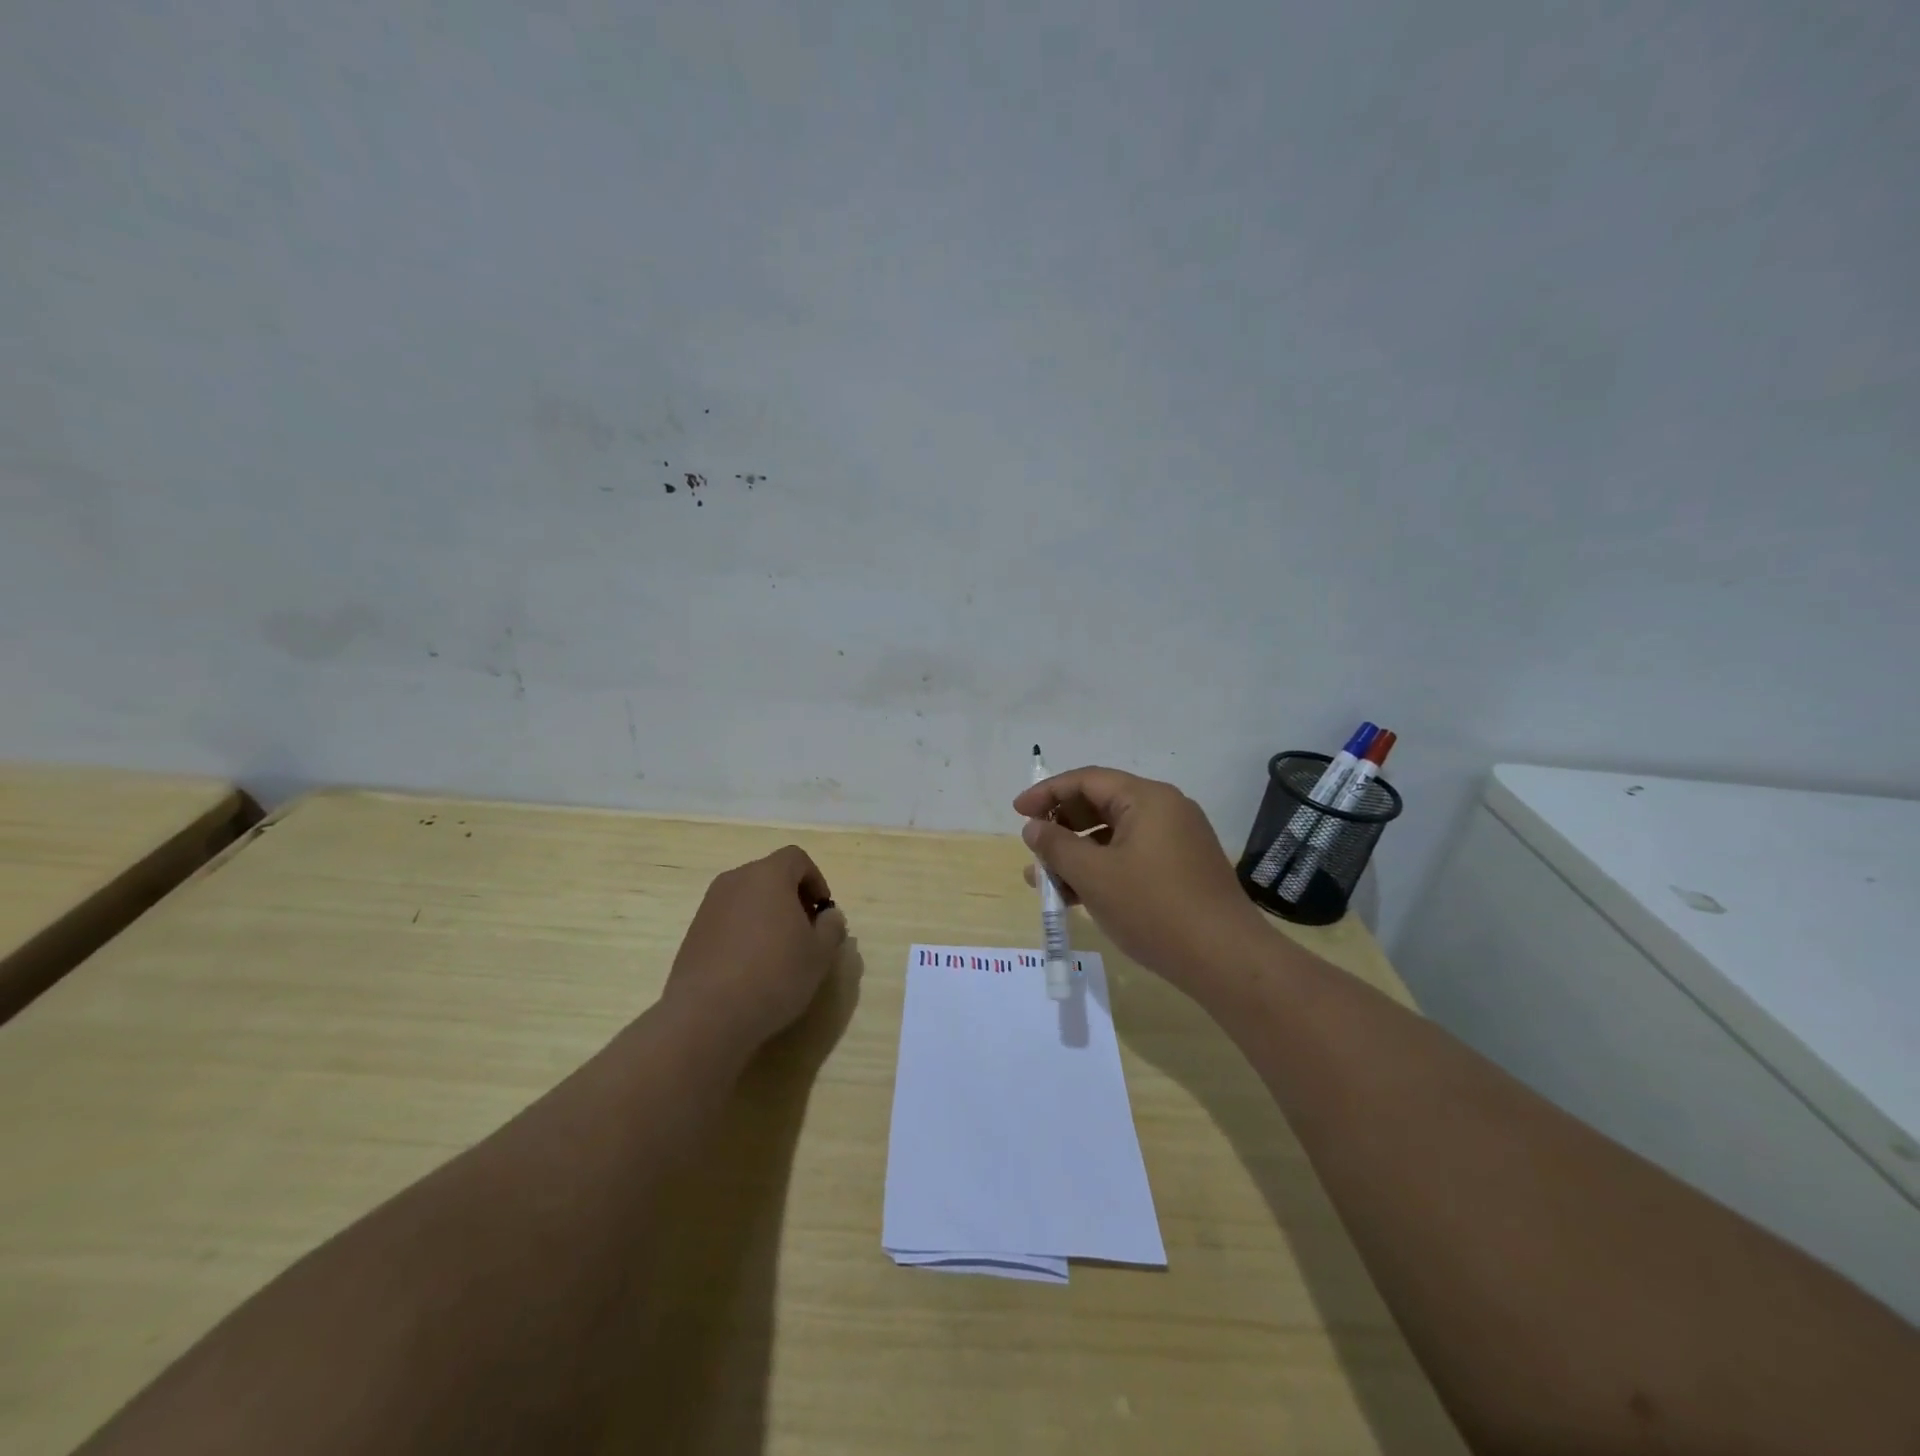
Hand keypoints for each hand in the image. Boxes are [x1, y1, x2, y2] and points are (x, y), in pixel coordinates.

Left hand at [663, 846, 848, 1052]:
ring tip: (778, 953)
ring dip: (767, 916)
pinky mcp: (693, 932)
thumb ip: (832, 927)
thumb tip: (828, 916)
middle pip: (771, 876)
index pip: (796, 858)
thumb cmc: (774, 974)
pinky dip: (744, 932)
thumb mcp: (820, 954)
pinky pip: (728, 920)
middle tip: (805, 932)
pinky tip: (751, 968)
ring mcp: (709, 905)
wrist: (707, 1014)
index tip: (822, 912)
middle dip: (792, 898)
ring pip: (748, 898)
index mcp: (768, 875)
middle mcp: (735, 880)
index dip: (816, 880)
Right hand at [1015, 767, 1266, 995]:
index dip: (1047, 793)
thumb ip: (1057, 846)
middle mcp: (1166, 810)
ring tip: (1046, 879)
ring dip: (1078, 852)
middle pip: (1101, 804)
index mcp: (1147, 799)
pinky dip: (1102, 868)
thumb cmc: (1154, 908)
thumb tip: (1033, 827)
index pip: (1087, 780)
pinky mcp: (1182, 868)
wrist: (1226, 959)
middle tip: (1033, 848)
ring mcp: (1177, 840)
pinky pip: (1131, 855)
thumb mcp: (1094, 876)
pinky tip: (1077, 895)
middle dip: (1062, 825)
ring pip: (1114, 835)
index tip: (1017, 812)